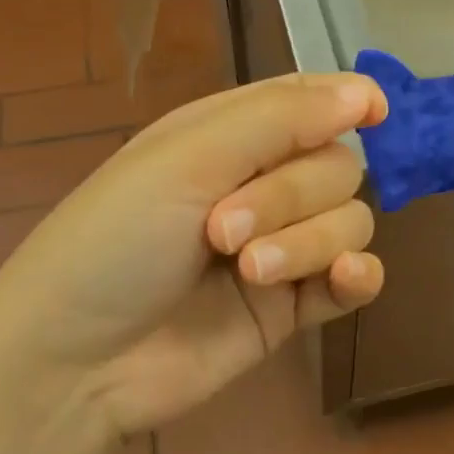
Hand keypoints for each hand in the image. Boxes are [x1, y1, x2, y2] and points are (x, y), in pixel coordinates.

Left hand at [0, 73, 386, 434]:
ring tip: (249, 272)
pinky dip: (358, 275)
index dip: (347, 102)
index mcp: (231, 137)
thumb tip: (369, 92)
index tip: (377, 114)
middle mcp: (264, 184)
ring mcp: (284, 247)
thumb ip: (282, 118)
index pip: (309, 101)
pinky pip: (356, 279)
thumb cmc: (115, 241)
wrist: (76, 362)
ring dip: (308, 243)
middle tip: (223, 231)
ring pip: (351, 221)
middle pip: (337, 166)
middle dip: (292, 196)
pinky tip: (344, 278)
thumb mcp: (188, 159)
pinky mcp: (295, 305)